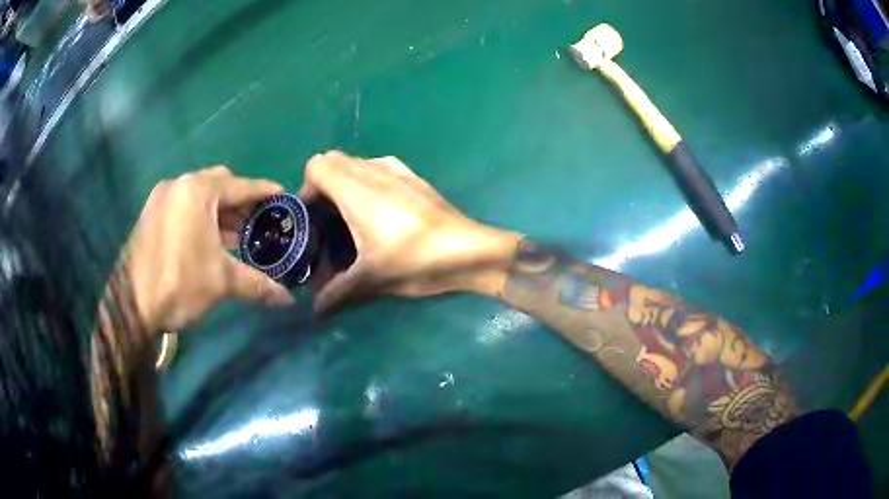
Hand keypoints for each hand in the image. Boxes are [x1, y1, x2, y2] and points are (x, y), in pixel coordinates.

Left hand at [124, 166, 294, 332]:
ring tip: (237, 233)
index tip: (282, 195)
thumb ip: (257, 284)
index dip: (263, 191)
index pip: (239, 185)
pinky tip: (210, 239)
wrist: (132, 305)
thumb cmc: (179, 284)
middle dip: (239, 200)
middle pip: (218, 183)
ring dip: (219, 210)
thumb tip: (288, 300)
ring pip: (199, 195)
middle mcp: (178, 185)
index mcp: (197, 192)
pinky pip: (183, 205)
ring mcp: (161, 198)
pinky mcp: (151, 213)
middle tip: (256, 219)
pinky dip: (200, 216)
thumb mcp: (222, 282)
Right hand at [300, 151, 521, 312]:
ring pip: (355, 162)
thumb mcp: (371, 279)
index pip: (316, 165)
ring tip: (350, 215)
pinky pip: (377, 166)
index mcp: (355, 189)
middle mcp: (372, 170)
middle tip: (327, 218)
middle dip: (322, 185)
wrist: (467, 249)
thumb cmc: (414, 260)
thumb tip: (314, 311)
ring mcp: (395, 169)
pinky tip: (379, 209)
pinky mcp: (413, 176)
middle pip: (332, 160)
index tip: (312, 217)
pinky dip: (366, 179)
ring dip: (344, 181)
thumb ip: (336, 293)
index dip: (307, 188)